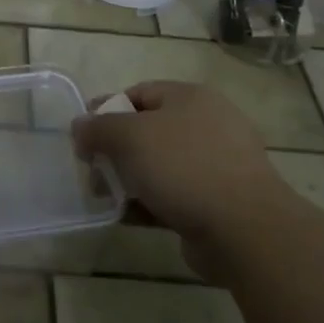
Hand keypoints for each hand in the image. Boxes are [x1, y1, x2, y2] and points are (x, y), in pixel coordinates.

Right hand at [72, 81, 283, 280]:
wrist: (244, 229)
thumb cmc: (183, 167)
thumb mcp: (129, 137)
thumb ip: (98, 128)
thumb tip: (79, 126)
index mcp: (190, 97)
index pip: (139, 93)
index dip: (106, 110)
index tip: (82, 135)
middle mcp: (207, 124)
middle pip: (148, 130)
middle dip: (115, 150)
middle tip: (91, 170)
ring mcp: (217, 164)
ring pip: (160, 165)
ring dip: (129, 180)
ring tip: (105, 198)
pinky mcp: (219, 200)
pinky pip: (174, 195)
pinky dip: (149, 203)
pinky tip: (127, 217)